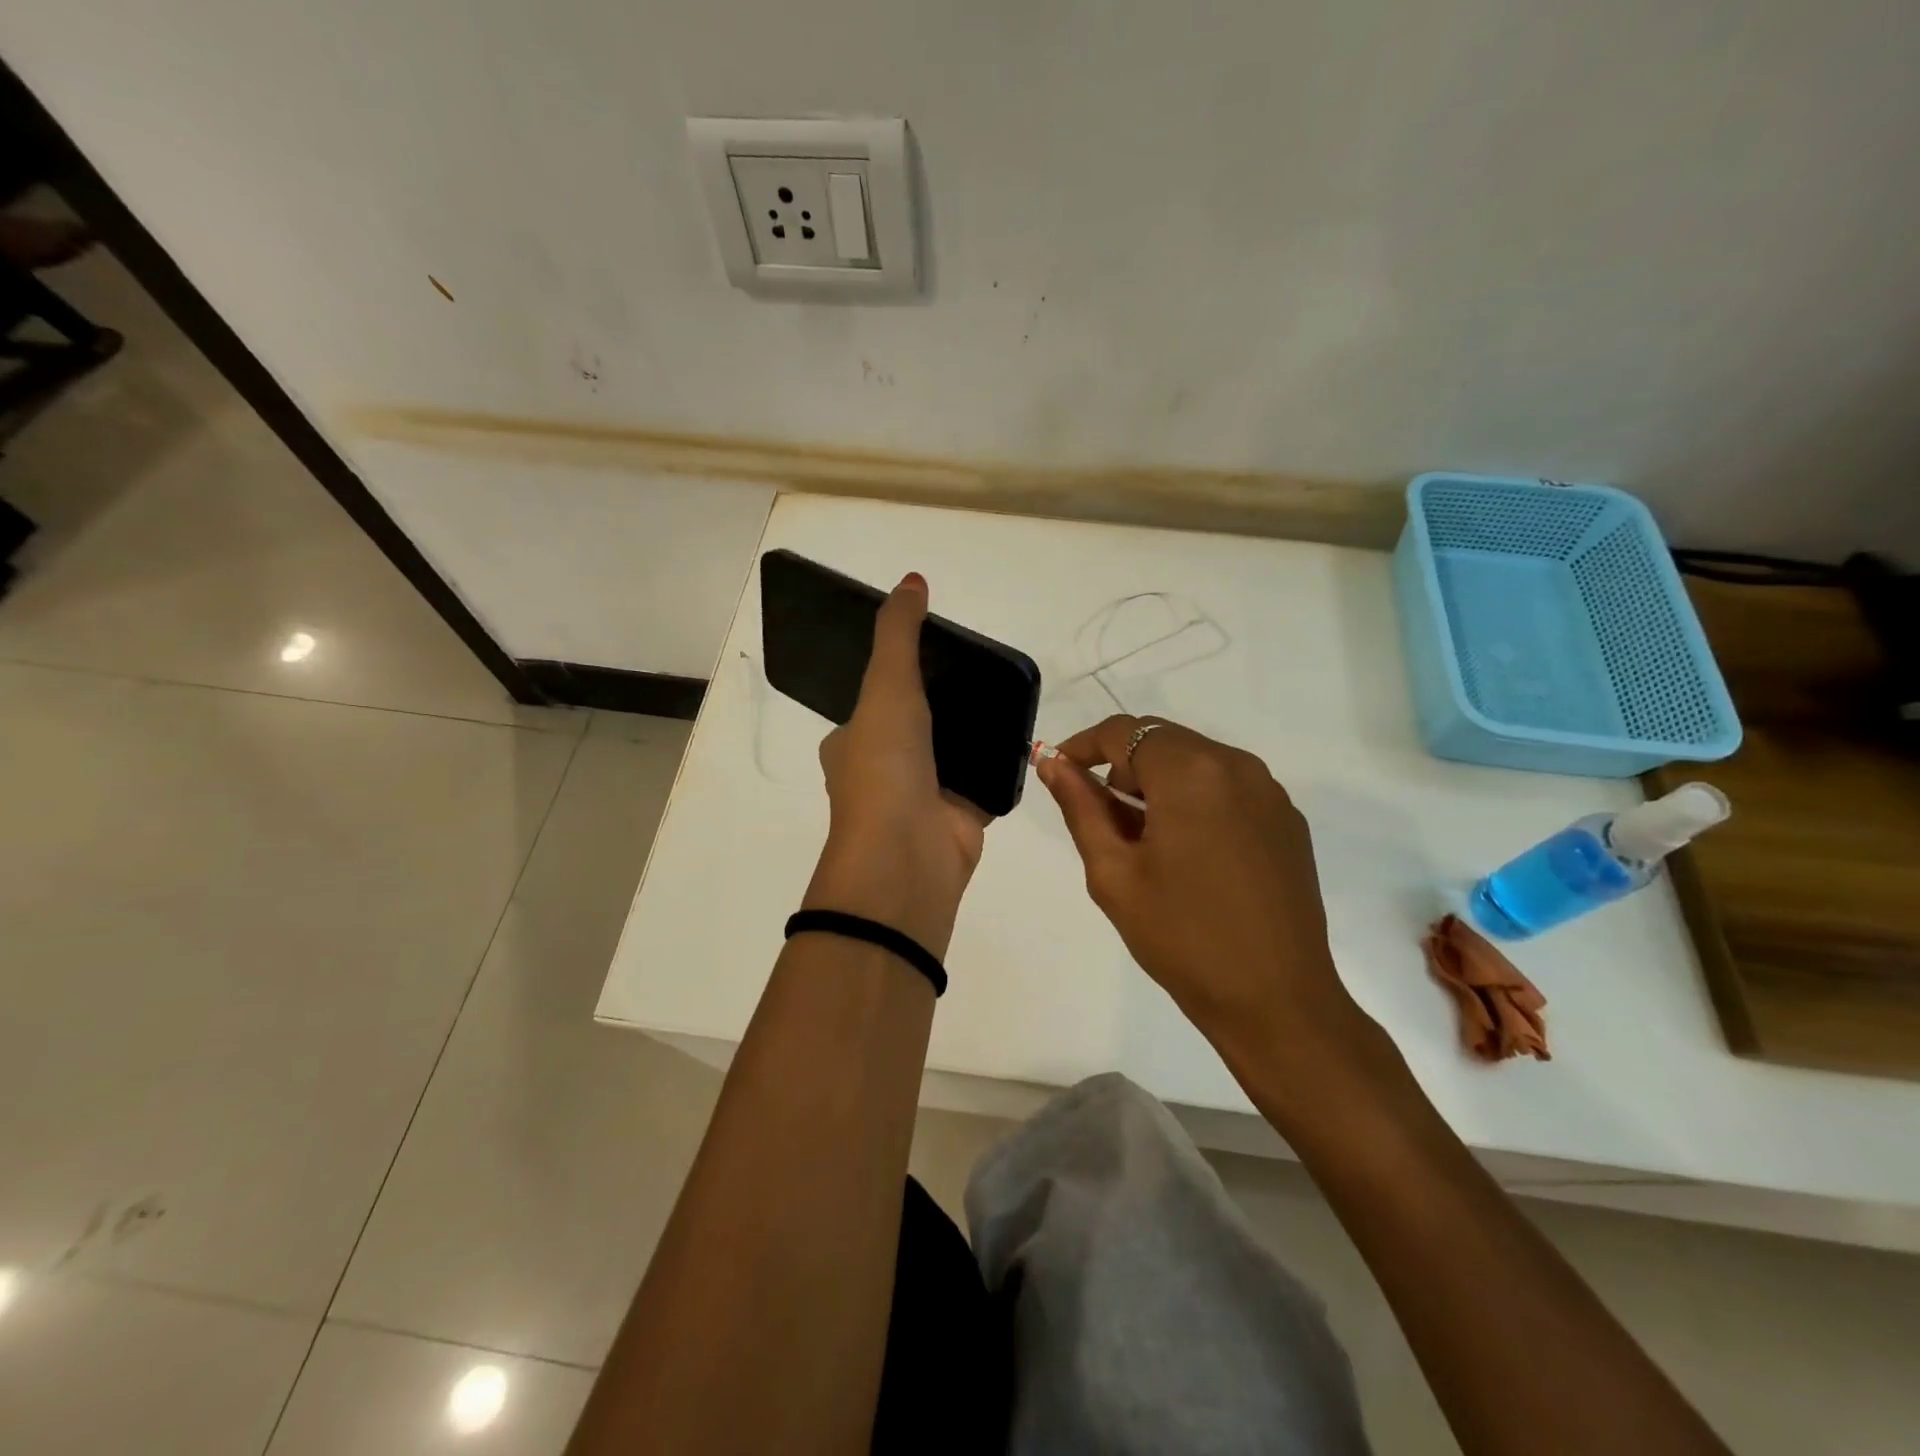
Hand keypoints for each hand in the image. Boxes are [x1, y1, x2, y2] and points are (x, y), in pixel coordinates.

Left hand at [802, 573, 988, 958]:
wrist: (907, 856)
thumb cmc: (885, 767)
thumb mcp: (886, 687)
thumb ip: (899, 634)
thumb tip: (912, 579)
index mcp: (853, 742)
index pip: (877, 701)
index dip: (901, 676)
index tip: (936, 653)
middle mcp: (885, 770)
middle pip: (920, 726)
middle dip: (946, 705)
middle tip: (984, 673)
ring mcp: (923, 798)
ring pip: (953, 755)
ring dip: (974, 734)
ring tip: (1009, 698)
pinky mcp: (960, 819)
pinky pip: (984, 783)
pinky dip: (999, 765)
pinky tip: (1024, 739)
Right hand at [1036, 715, 1362, 1052]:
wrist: (1277, 1001)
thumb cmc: (1182, 937)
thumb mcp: (1114, 872)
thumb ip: (1081, 806)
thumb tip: (1053, 763)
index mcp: (1190, 772)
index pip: (1123, 731)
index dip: (1083, 746)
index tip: (1059, 773)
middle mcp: (1236, 765)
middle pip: (1161, 741)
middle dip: (1122, 767)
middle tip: (1101, 819)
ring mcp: (1269, 791)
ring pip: (1195, 761)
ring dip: (1159, 784)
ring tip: (1144, 842)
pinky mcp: (1287, 819)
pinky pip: (1227, 787)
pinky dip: (1195, 800)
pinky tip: (1190, 854)